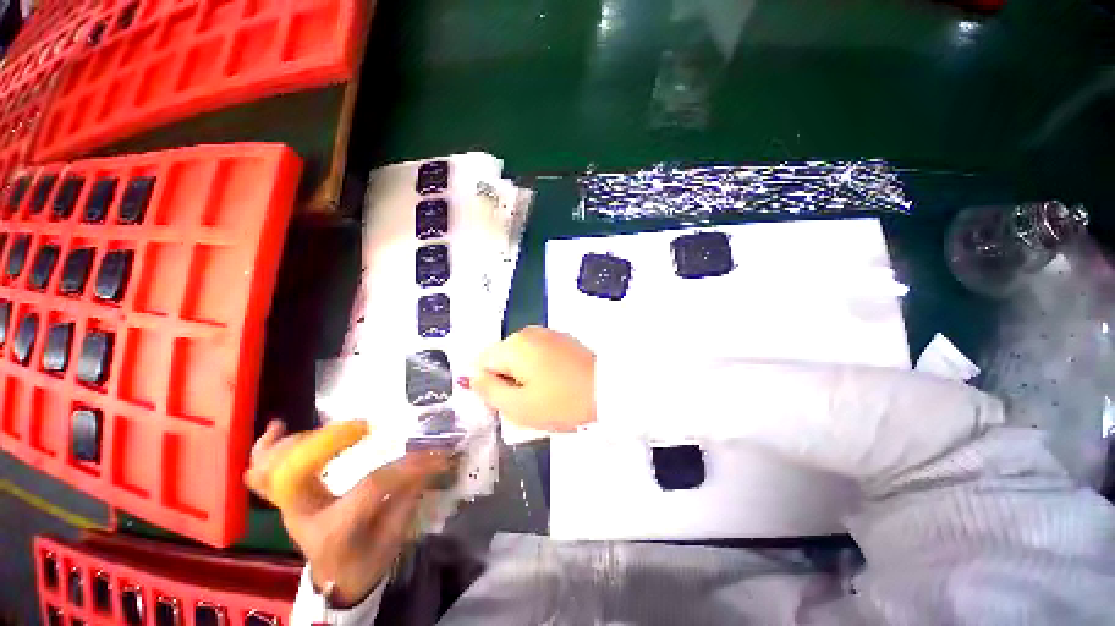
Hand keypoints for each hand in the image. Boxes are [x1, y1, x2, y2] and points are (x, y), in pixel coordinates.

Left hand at [245, 420, 449, 605]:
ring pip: (272, 468)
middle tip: (365, 428)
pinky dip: (267, 448)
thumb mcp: (394, 536)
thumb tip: (432, 457)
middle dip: (330, 441)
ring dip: (301, 441)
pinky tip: (280, 426)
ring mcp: (288, 507)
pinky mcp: (285, 499)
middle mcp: (303, 516)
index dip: (406, 466)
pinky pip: (261, 473)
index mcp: (335, 531)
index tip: (435, 453)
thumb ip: (409, 495)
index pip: (370, 487)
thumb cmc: (367, 560)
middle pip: (297, 472)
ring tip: (334, 430)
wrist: (337, 580)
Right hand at [471, 326, 595, 431]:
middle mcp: (529, 333)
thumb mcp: (519, 406)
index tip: (508, 402)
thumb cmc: (563, 402)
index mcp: (514, 345)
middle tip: (527, 403)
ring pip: (521, 358)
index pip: (482, 363)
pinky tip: (556, 385)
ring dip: (524, 377)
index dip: (489, 386)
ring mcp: (548, 334)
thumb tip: (472, 377)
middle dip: (508, 381)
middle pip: (502, 359)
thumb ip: (489, 391)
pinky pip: (539, 355)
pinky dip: (540, 370)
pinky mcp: (563, 340)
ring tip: (544, 396)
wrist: (609, 391)